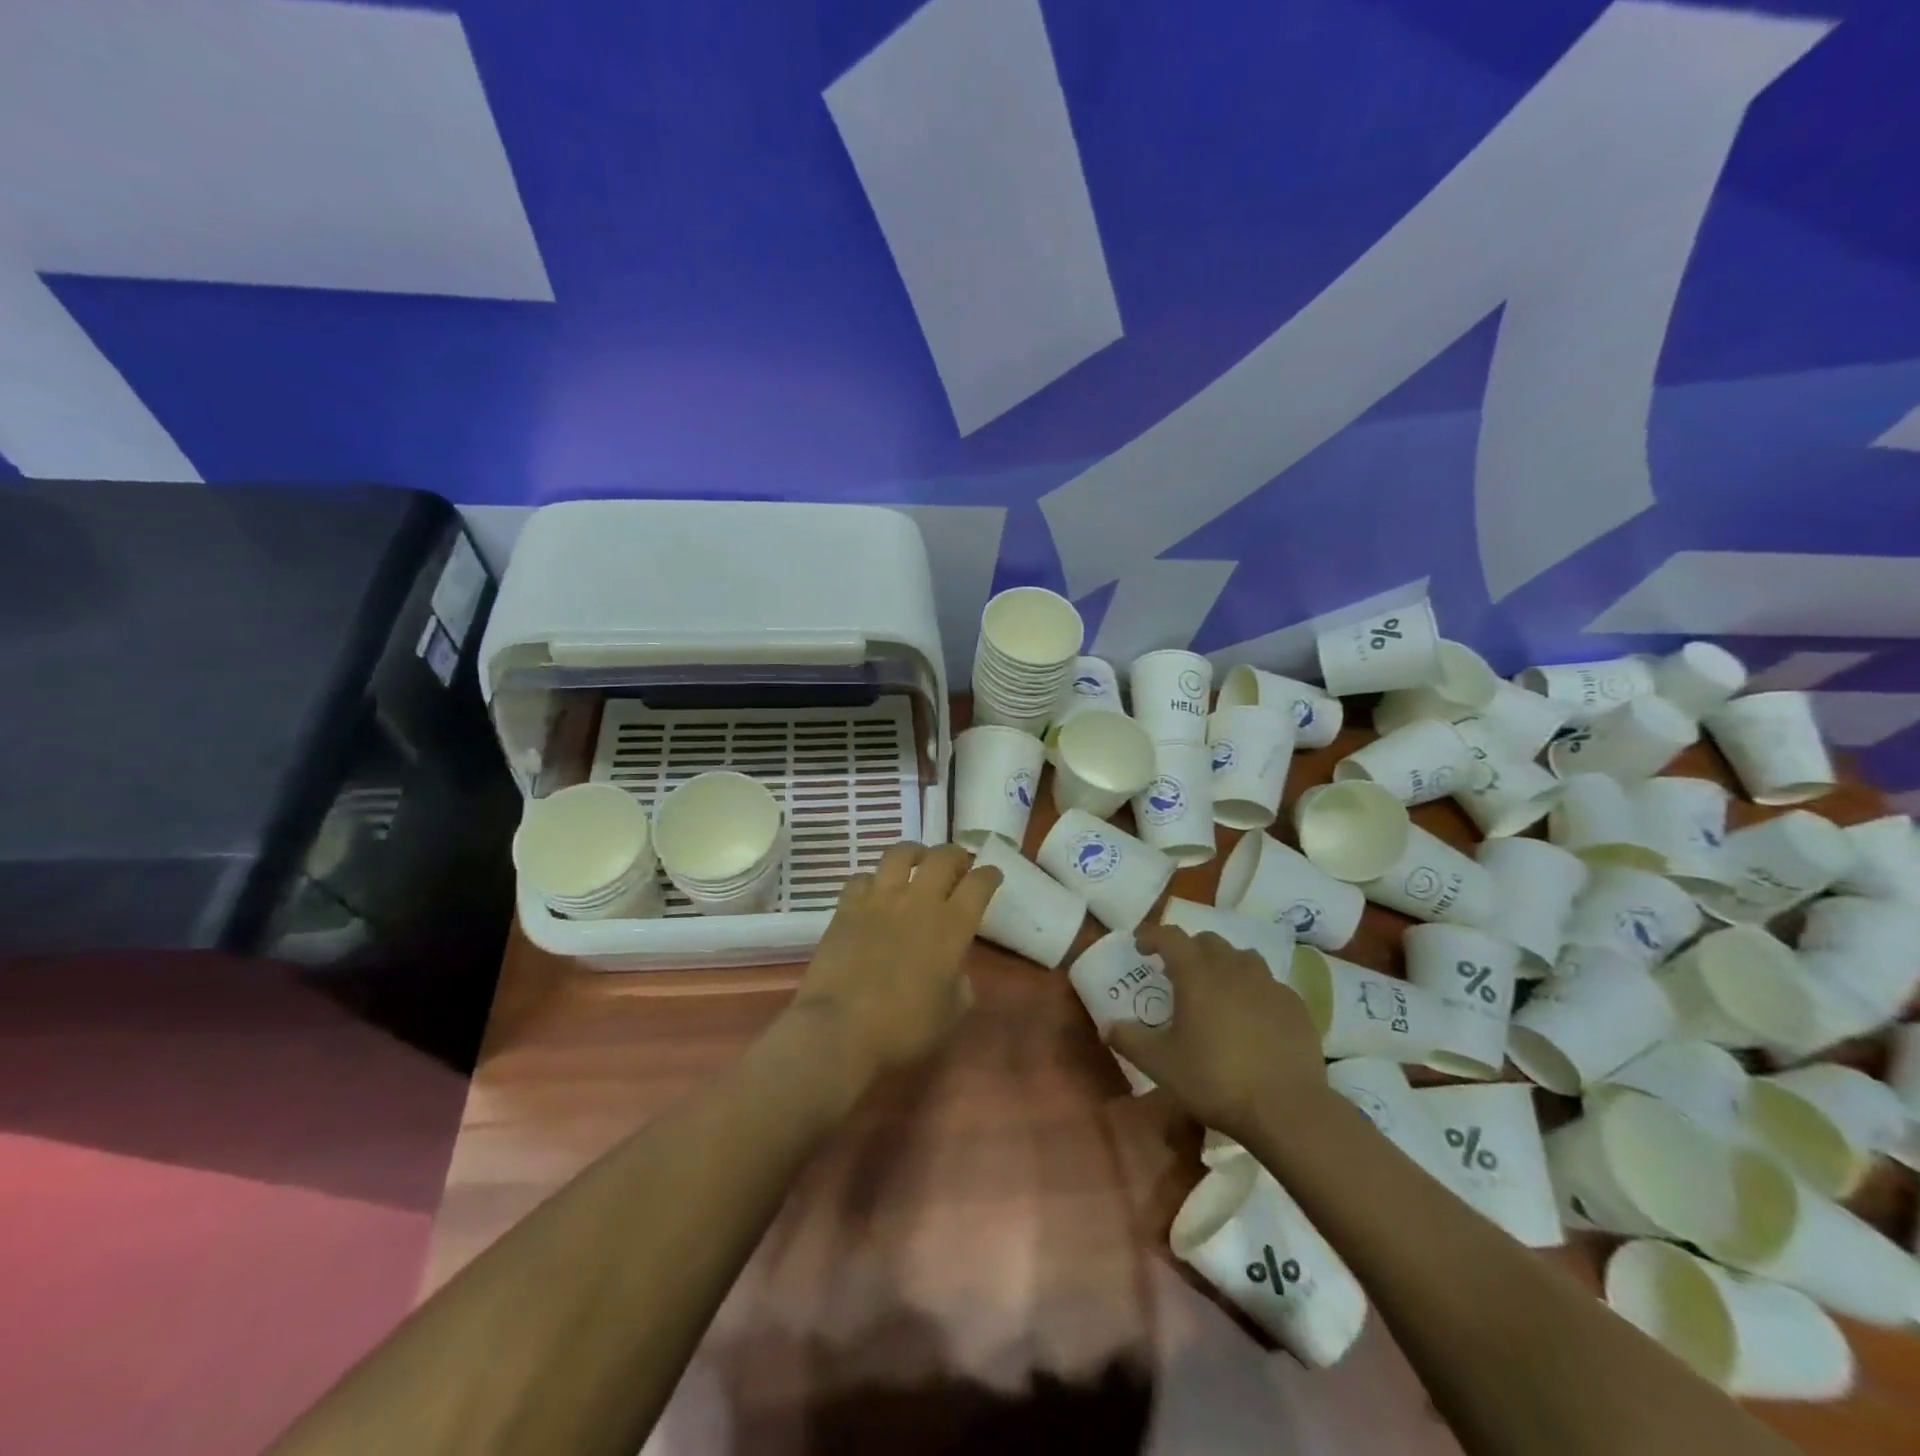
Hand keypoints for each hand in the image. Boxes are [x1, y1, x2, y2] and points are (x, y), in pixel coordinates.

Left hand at [788, 842, 1001, 1090]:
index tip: (992, 875)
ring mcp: (880, 899)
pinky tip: (873, 890)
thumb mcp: (949, 1014)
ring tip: (917, 860)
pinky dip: (872, 880)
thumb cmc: (903, 1027)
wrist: (840, 1027)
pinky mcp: (847, 906)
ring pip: (900, 854)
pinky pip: (861, 877)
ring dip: (915, 853)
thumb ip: (960, 986)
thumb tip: (956, 974)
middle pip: (943, 857)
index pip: (979, 884)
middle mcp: (919, 901)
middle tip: (958, 864)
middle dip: (956, 855)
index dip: (989, 875)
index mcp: (952, 926)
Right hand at [1107, 924, 1325, 1144]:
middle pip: (1208, 941)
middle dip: (1189, 949)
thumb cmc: (1216, 1080)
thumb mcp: (1161, 1064)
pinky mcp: (1295, 1005)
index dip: (1152, 935)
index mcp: (1196, 974)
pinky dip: (1254, 989)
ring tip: (1217, 988)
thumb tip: (1106, 1026)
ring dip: (1224, 963)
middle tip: (1177, 972)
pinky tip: (1253, 1016)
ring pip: (1242, 957)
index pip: (1170, 937)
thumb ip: (1130, 1040)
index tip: (1141, 944)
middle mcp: (1233, 968)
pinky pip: (1269, 984)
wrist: (1287, 1109)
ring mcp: (1268, 984)